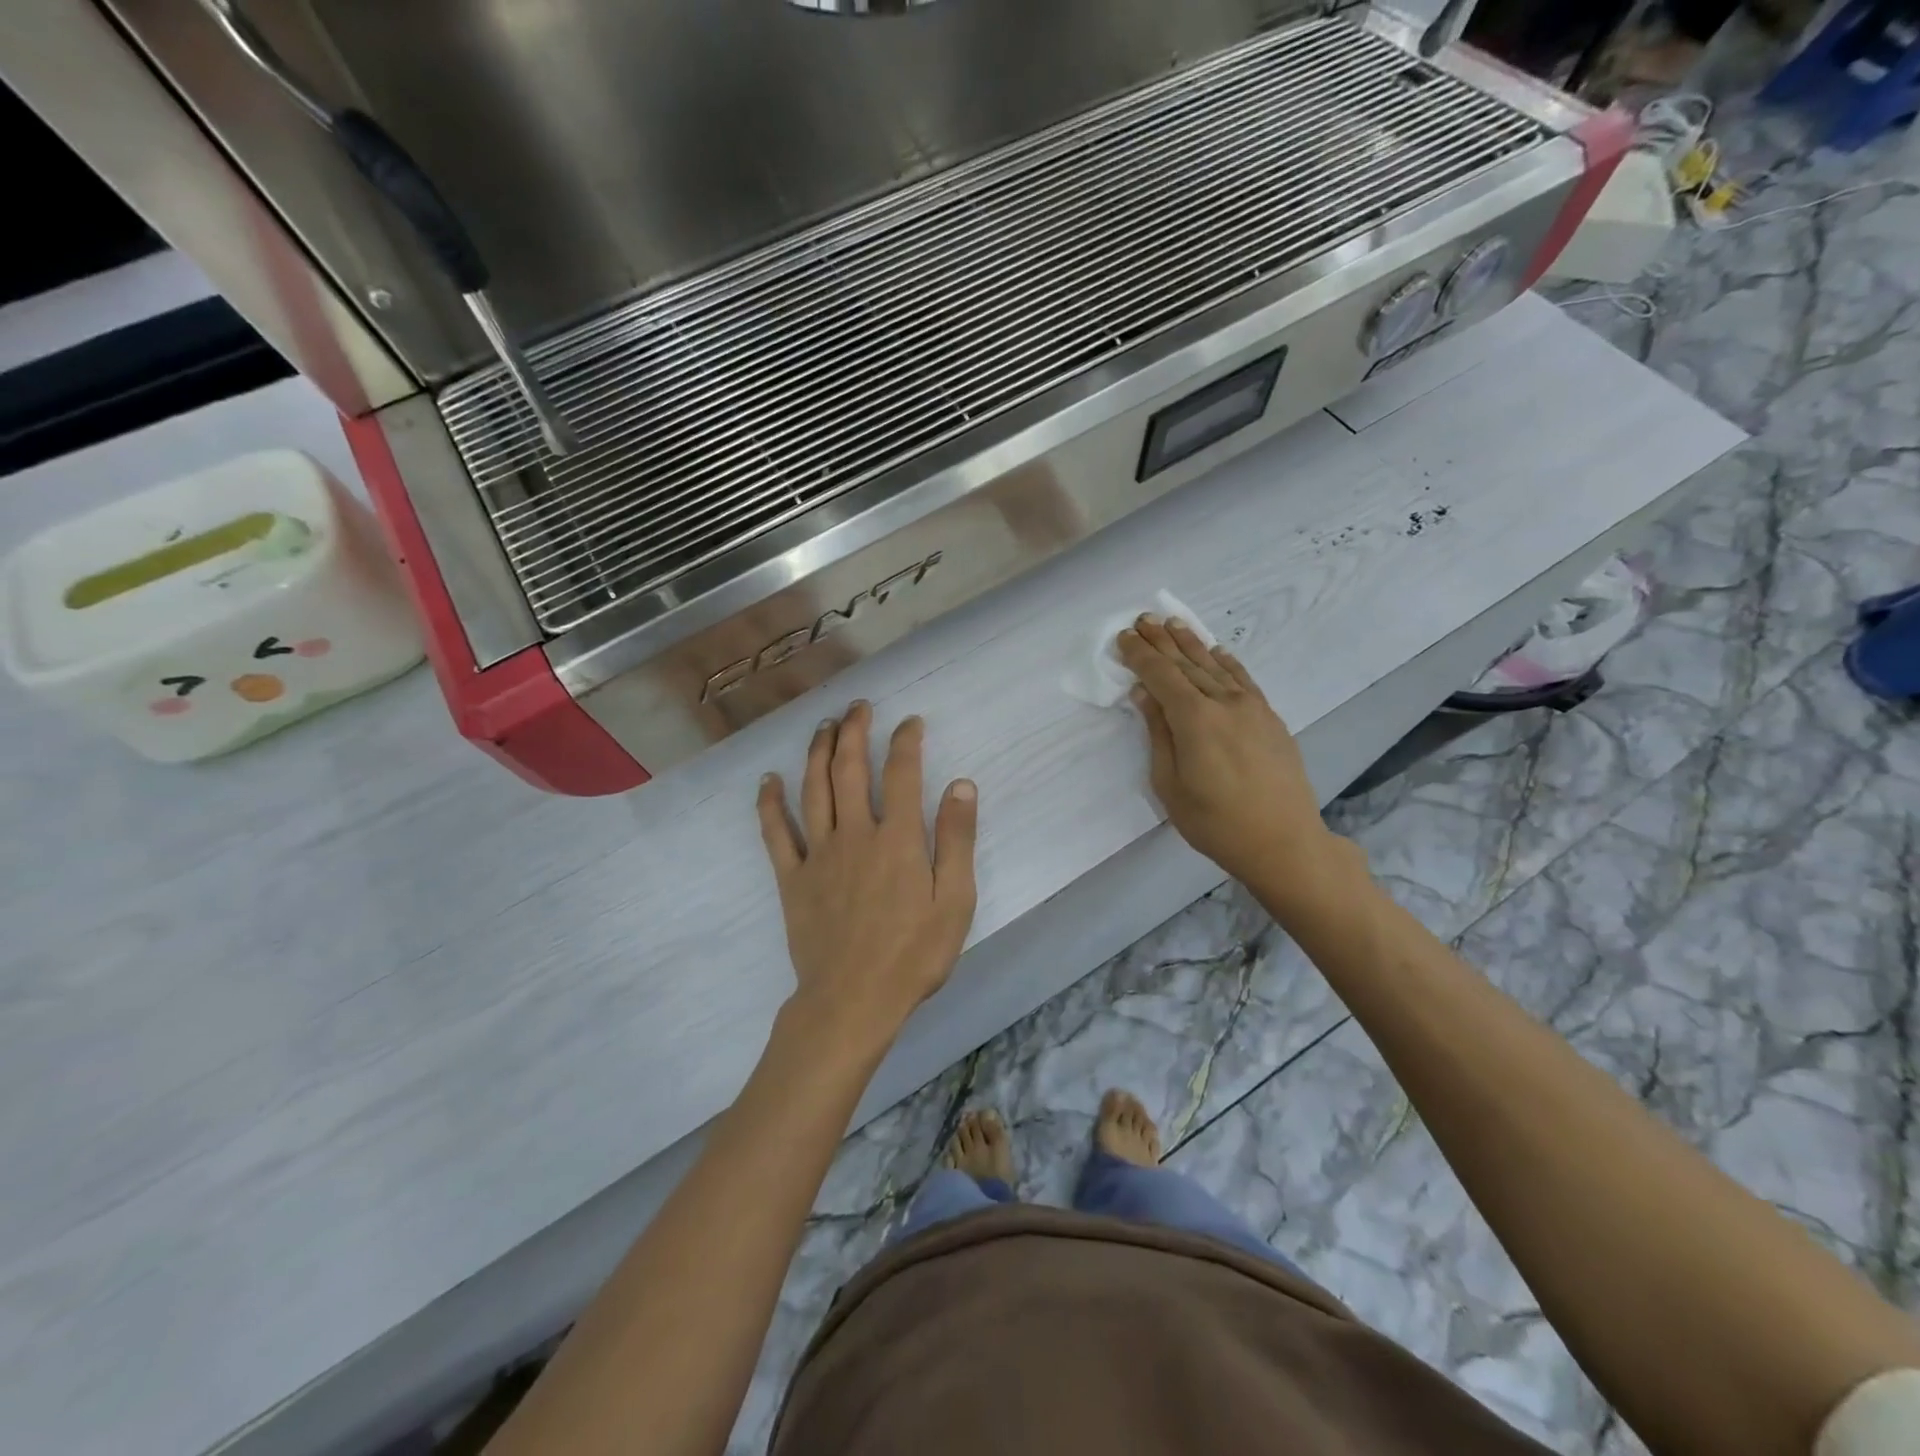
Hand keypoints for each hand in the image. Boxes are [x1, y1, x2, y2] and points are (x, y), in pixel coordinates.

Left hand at [757, 702, 978, 1052]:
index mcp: (898, 839)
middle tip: (858, 707)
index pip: (902, 773)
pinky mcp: (792, 878)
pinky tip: (767, 780)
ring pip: (813, 789)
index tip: (910, 723)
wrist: (853, 1001)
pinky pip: (776, 833)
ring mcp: (818, 854)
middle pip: (850, 769)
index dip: (906, 741)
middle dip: (855, 731)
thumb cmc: (913, 955)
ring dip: (817, 752)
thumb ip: (957, 840)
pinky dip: (770, 803)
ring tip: (823, 726)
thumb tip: (961, 785)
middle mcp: (855, 834)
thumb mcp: (955, 901)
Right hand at [1118, 616, 1363, 915]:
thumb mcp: (1170, 784)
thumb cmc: (1215, 822)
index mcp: (1195, 720)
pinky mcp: (1269, 718)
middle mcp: (1224, 703)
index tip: (1123, 637)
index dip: (1140, 655)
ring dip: (1191, 643)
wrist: (1283, 842)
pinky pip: (1243, 678)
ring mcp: (1252, 708)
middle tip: (1143, 619)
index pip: (1161, 676)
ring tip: (1172, 623)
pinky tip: (1216, 650)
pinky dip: (1225, 661)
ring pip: (1214, 666)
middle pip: (1187, 664)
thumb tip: (1145, 694)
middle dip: (1162, 640)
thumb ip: (1158, 733)